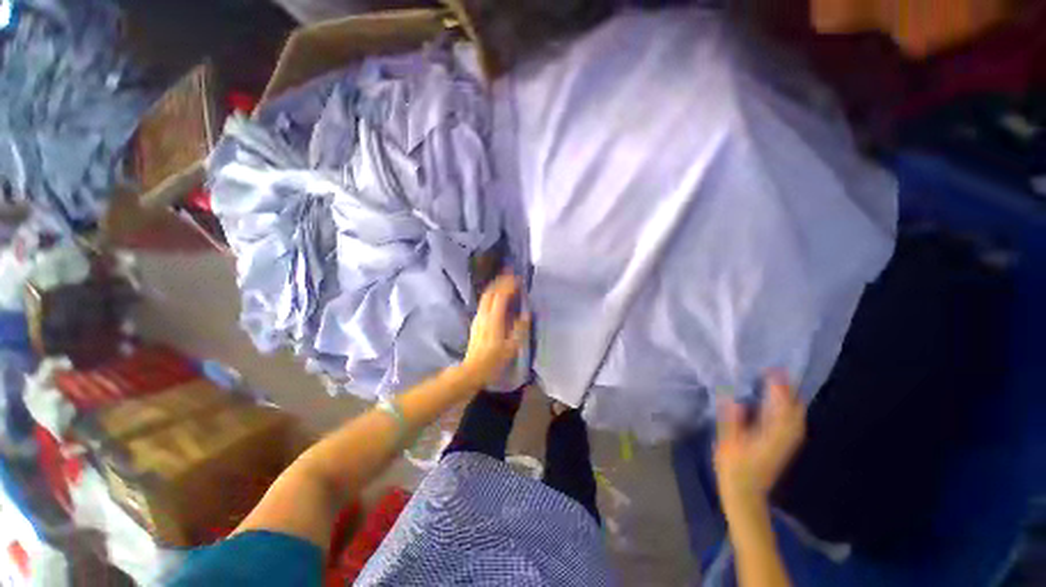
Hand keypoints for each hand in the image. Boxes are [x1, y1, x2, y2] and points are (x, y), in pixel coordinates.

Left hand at [461, 275, 529, 386]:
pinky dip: (492, 295)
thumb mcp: (511, 347)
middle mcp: (484, 315)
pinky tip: (498, 298)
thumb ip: (519, 329)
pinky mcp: (476, 322)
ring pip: (486, 296)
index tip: (518, 279)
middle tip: (512, 275)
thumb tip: (525, 314)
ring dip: (496, 287)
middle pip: (490, 292)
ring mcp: (478, 318)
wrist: (473, 369)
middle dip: (501, 281)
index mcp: (494, 319)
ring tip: (505, 283)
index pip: (501, 296)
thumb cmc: (493, 360)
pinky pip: (484, 302)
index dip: (509, 285)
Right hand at [714, 373, 806, 507]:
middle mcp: (785, 437)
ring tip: (780, 382)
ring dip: (791, 398)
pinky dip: (790, 409)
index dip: (779, 388)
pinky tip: (782, 404)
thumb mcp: (727, 443)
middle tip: (777, 372)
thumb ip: (731, 420)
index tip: (772, 370)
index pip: (780, 407)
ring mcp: (787, 442)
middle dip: (789, 390)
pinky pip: (793, 422)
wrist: (746, 494)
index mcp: (771, 435)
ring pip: (796, 416)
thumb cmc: (733, 468)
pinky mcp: (785, 446)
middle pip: (794, 410)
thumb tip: (732, 397)